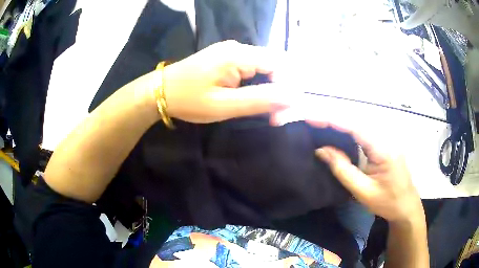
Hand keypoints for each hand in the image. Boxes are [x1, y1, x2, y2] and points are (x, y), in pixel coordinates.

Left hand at [162, 40, 287, 122]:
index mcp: (238, 54)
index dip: (288, 86)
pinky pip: (253, 67)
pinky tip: (256, 97)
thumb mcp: (223, 105)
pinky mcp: (227, 57)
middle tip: (278, 115)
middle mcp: (239, 47)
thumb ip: (259, 100)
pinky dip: (259, 83)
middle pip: (275, 63)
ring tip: (270, 110)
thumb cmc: (188, 99)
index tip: (283, 111)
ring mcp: (232, 51)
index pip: (280, 63)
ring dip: (272, 87)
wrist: (159, 91)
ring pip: (265, 66)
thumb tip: (293, 97)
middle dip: (282, 88)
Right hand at [311, 121, 424, 223]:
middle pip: (357, 121)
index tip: (311, 119)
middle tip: (312, 122)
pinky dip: (349, 131)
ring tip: (321, 125)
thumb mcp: (363, 191)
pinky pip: (365, 133)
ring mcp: (387, 140)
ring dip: (341, 123)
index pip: (355, 128)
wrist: (406, 207)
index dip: (332, 121)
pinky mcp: (386, 144)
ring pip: (361, 125)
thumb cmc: (387, 202)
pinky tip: (339, 134)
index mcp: (383, 149)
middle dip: (333, 119)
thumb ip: (342, 169)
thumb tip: (321, 150)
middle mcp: (386, 138)